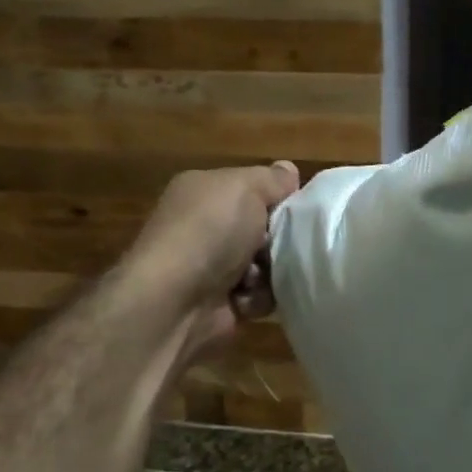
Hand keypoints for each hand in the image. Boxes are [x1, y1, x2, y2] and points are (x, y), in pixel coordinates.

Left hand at [123, 162, 299, 362]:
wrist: (173, 301)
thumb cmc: (209, 233)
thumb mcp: (244, 188)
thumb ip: (272, 179)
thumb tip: (289, 170)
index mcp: (205, 192)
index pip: (254, 189)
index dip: (280, 198)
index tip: (298, 209)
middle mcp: (206, 227)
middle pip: (265, 229)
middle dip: (279, 239)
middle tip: (283, 244)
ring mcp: (212, 266)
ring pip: (267, 265)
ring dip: (270, 272)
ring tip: (258, 277)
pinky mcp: (221, 302)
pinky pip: (259, 296)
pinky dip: (257, 298)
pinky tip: (244, 299)